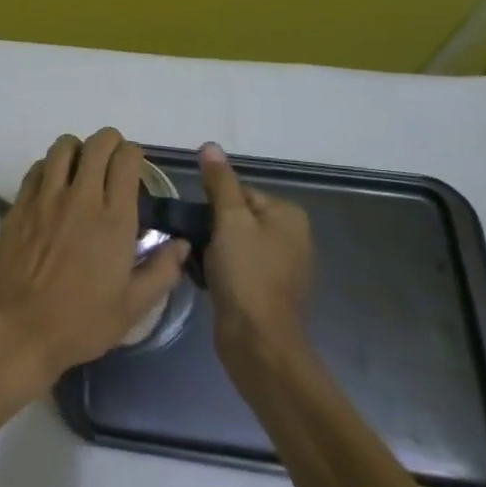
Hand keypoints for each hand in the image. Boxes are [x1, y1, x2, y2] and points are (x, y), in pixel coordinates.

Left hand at [0, 129, 187, 394]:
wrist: (19, 329)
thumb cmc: (81, 322)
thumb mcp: (133, 308)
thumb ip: (162, 271)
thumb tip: (182, 243)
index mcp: (114, 220)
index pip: (126, 160)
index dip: (134, 156)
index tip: (135, 169)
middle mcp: (80, 198)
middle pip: (97, 144)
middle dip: (109, 143)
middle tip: (112, 161)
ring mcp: (45, 198)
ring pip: (63, 147)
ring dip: (78, 149)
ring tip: (82, 168)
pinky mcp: (20, 204)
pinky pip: (37, 167)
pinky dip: (50, 167)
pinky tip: (54, 186)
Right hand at [198, 142, 314, 372]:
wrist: (257, 340)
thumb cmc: (246, 273)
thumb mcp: (229, 220)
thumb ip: (219, 182)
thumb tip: (210, 146)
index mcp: (289, 216)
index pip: (239, 192)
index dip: (213, 205)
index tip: (198, 223)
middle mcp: (292, 237)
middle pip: (236, 217)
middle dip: (211, 228)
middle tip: (193, 242)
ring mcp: (281, 267)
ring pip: (233, 242)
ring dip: (211, 248)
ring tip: (195, 260)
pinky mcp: (267, 290)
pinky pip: (236, 266)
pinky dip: (219, 268)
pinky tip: (204, 278)